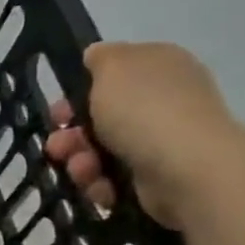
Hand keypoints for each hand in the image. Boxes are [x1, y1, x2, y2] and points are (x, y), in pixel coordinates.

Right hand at [43, 42, 242, 228]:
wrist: (186, 168)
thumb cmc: (144, 109)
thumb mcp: (114, 66)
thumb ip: (101, 57)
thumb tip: (97, 57)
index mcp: (159, 68)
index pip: (112, 76)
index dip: (78, 93)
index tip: (59, 111)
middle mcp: (164, 102)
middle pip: (101, 117)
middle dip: (72, 134)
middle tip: (57, 147)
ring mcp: (163, 141)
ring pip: (103, 151)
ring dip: (81, 161)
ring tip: (81, 170)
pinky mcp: (159, 177)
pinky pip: (116, 179)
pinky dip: (102, 183)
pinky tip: (101, 186)